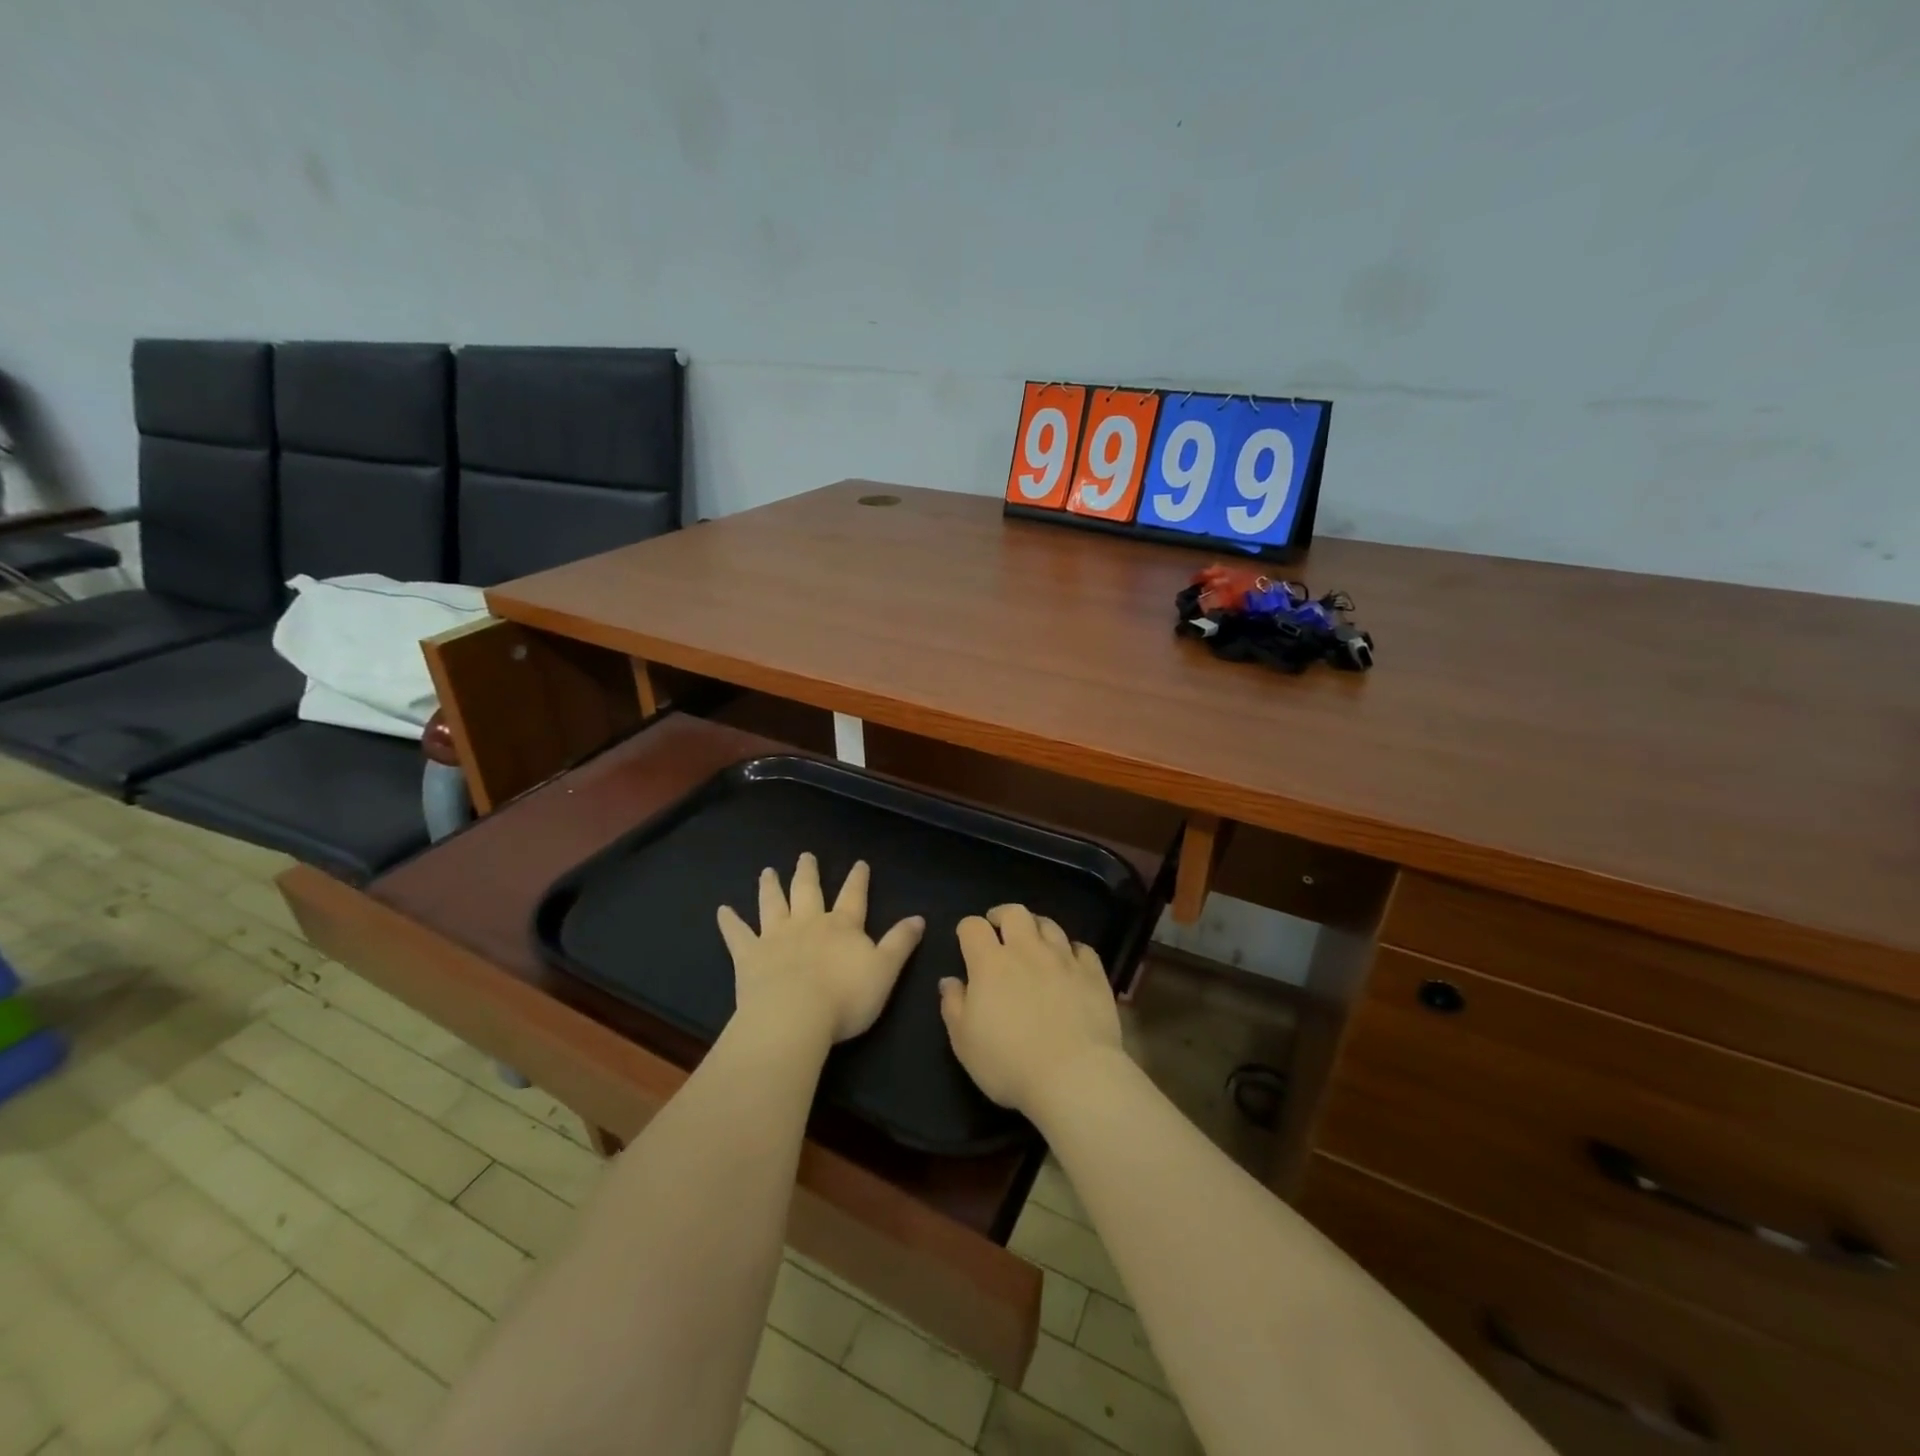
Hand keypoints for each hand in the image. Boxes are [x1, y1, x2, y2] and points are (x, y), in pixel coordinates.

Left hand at [717, 854, 924, 1045]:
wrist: (794, 1017)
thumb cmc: (845, 998)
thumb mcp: (885, 971)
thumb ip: (900, 943)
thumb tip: (919, 918)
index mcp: (842, 927)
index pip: (854, 896)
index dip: (858, 879)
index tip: (859, 863)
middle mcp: (808, 923)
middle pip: (808, 891)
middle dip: (808, 872)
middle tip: (805, 856)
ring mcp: (775, 937)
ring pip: (773, 904)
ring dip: (770, 887)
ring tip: (767, 871)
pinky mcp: (749, 956)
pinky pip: (737, 935)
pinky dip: (729, 922)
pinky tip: (722, 910)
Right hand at [939, 904, 1123, 1116]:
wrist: (1074, 1076)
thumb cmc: (1009, 1063)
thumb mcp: (964, 1042)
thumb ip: (953, 1005)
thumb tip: (949, 981)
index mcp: (990, 963)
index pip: (973, 926)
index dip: (967, 928)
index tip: (966, 939)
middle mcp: (1027, 950)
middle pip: (1015, 913)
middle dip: (1002, 915)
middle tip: (999, 929)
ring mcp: (1063, 959)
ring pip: (1049, 924)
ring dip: (1037, 928)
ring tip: (1033, 942)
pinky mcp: (1093, 973)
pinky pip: (1082, 948)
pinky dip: (1072, 950)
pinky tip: (1069, 962)